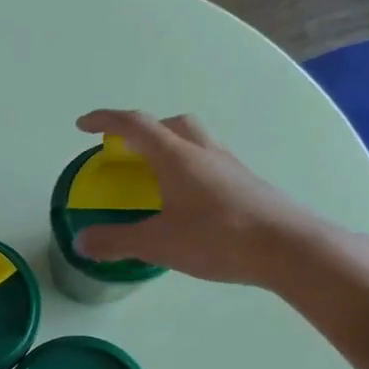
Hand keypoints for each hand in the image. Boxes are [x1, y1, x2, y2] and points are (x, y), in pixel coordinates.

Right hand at [73, 110, 336, 288]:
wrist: (287, 247)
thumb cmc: (217, 238)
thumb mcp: (158, 243)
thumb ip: (116, 241)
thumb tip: (81, 242)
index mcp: (176, 157)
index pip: (135, 125)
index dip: (106, 121)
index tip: (83, 125)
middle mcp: (204, 152)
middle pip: (171, 124)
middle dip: (144, 131)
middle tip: (127, 152)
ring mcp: (230, 167)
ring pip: (195, 142)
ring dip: (171, 149)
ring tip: (157, 179)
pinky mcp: (247, 186)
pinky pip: (211, 165)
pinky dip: (191, 172)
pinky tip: (189, 203)